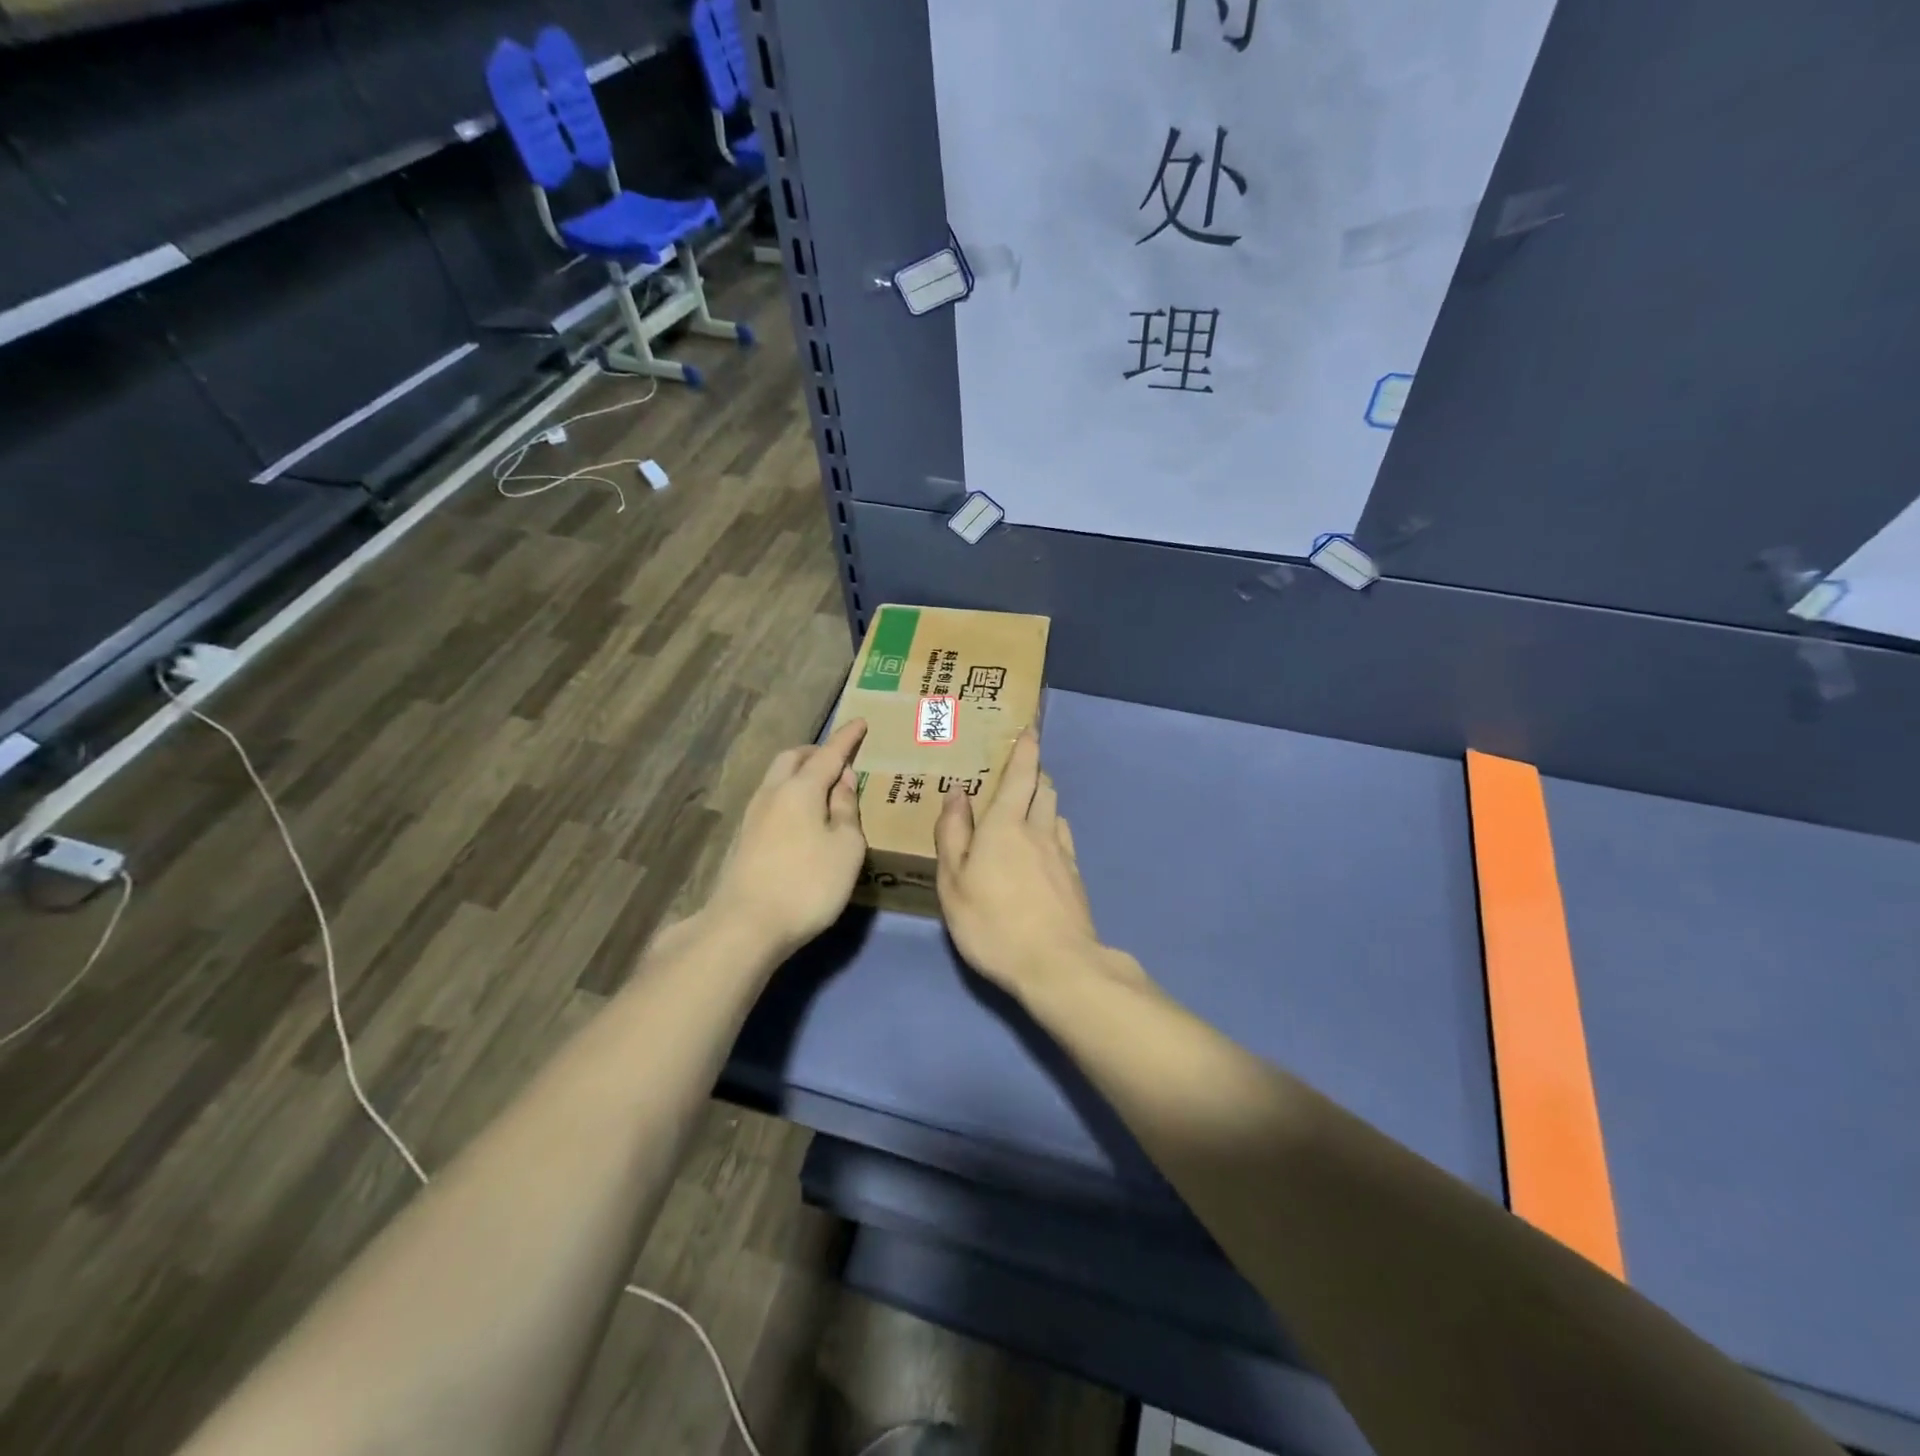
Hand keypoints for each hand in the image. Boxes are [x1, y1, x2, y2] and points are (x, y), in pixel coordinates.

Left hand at [709, 719, 867, 955]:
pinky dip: (790, 795)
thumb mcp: (846, 848)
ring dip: (800, 774)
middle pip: (792, 758)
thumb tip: (842, 783)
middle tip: (839, 760)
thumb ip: (848, 810)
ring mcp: (752, 816)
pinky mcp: (743, 839)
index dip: (847, 738)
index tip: (860, 722)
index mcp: (801, 789)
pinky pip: (771, 800)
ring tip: (824, 788)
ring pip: (777, 778)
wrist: (745, 926)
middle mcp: (772, 793)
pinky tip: (802, 818)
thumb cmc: (807, 884)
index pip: (829, 754)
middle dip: (817, 752)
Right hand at [936, 731, 1139, 1001]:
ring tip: (1028, 807)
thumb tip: (957, 794)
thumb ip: (953, 835)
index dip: (1026, 750)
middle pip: (1043, 788)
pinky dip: (1052, 830)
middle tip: (1019, 770)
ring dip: (1044, 800)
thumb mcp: (954, 883)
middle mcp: (1038, 830)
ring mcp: (1062, 854)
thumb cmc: (992, 924)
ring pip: (1055, 812)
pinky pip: (1063, 839)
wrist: (1057, 966)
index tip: (1030, 729)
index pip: (1020, 775)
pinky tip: (1043, 848)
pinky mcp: (1075, 878)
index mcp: (1005, 825)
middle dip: (1034, 773)